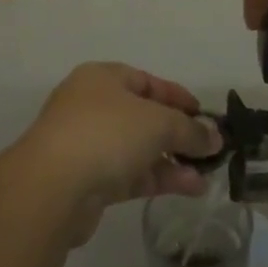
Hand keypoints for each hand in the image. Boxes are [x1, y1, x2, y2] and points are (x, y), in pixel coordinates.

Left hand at [17, 63, 220, 243]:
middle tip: (210, 150)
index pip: (147, 81)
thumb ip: (190, 129)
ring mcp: (87, 145)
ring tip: (207, 177)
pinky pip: (130, 174)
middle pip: (144, 117)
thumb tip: (215, 137)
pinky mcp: (87, 181)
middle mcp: (92, 106)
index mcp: (102, 78)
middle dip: (178, 134)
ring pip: (138, 149)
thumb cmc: (107, 133)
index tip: (205, 116)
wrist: (52, 188)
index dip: (178, 97)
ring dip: (172, 161)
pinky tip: (189, 188)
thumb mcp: (159, 123)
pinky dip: (158, 178)